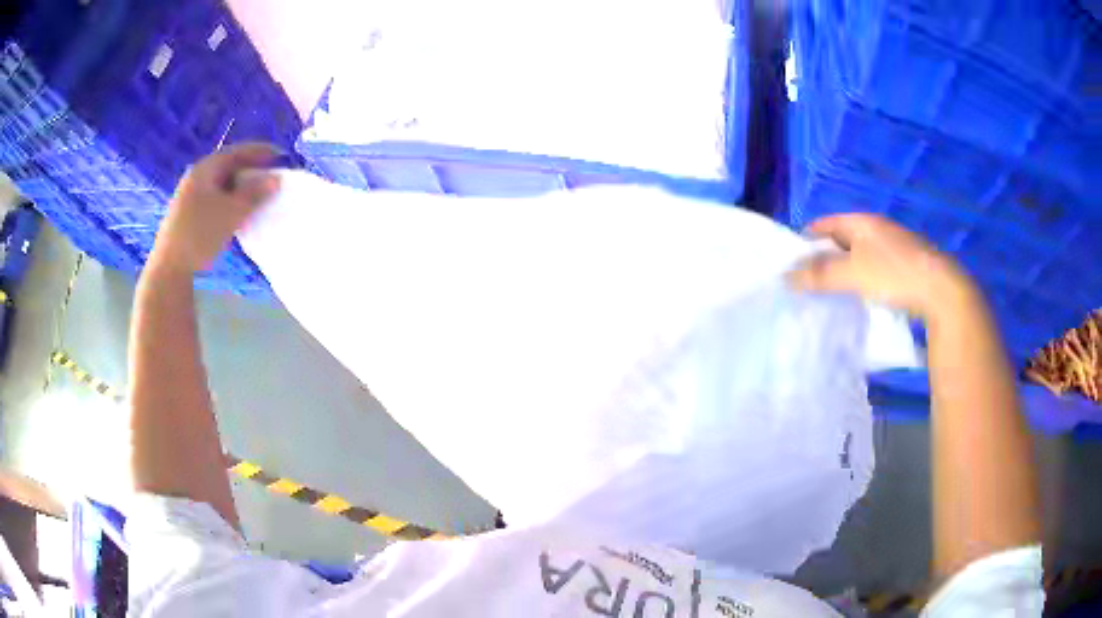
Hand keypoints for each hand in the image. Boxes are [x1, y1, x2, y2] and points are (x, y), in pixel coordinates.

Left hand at [150, 143, 281, 273]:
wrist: (169, 267)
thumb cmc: (200, 234)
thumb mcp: (232, 212)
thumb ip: (255, 193)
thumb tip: (276, 179)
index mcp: (205, 169)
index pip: (237, 151)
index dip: (260, 151)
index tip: (280, 155)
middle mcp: (197, 177)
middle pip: (228, 166)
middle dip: (251, 169)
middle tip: (270, 176)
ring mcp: (190, 195)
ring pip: (221, 183)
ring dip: (240, 187)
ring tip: (257, 195)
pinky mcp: (188, 213)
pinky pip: (215, 198)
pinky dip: (230, 200)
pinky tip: (237, 212)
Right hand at [789, 213, 973, 319]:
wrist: (941, 291)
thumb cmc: (894, 275)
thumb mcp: (853, 274)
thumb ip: (820, 274)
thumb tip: (786, 276)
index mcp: (863, 222)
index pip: (825, 224)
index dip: (806, 239)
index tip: (792, 263)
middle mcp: (879, 230)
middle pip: (842, 240)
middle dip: (824, 258)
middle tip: (808, 283)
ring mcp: (895, 248)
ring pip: (860, 257)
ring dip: (844, 272)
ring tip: (830, 294)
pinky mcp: (906, 267)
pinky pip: (875, 270)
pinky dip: (862, 281)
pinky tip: (860, 299)